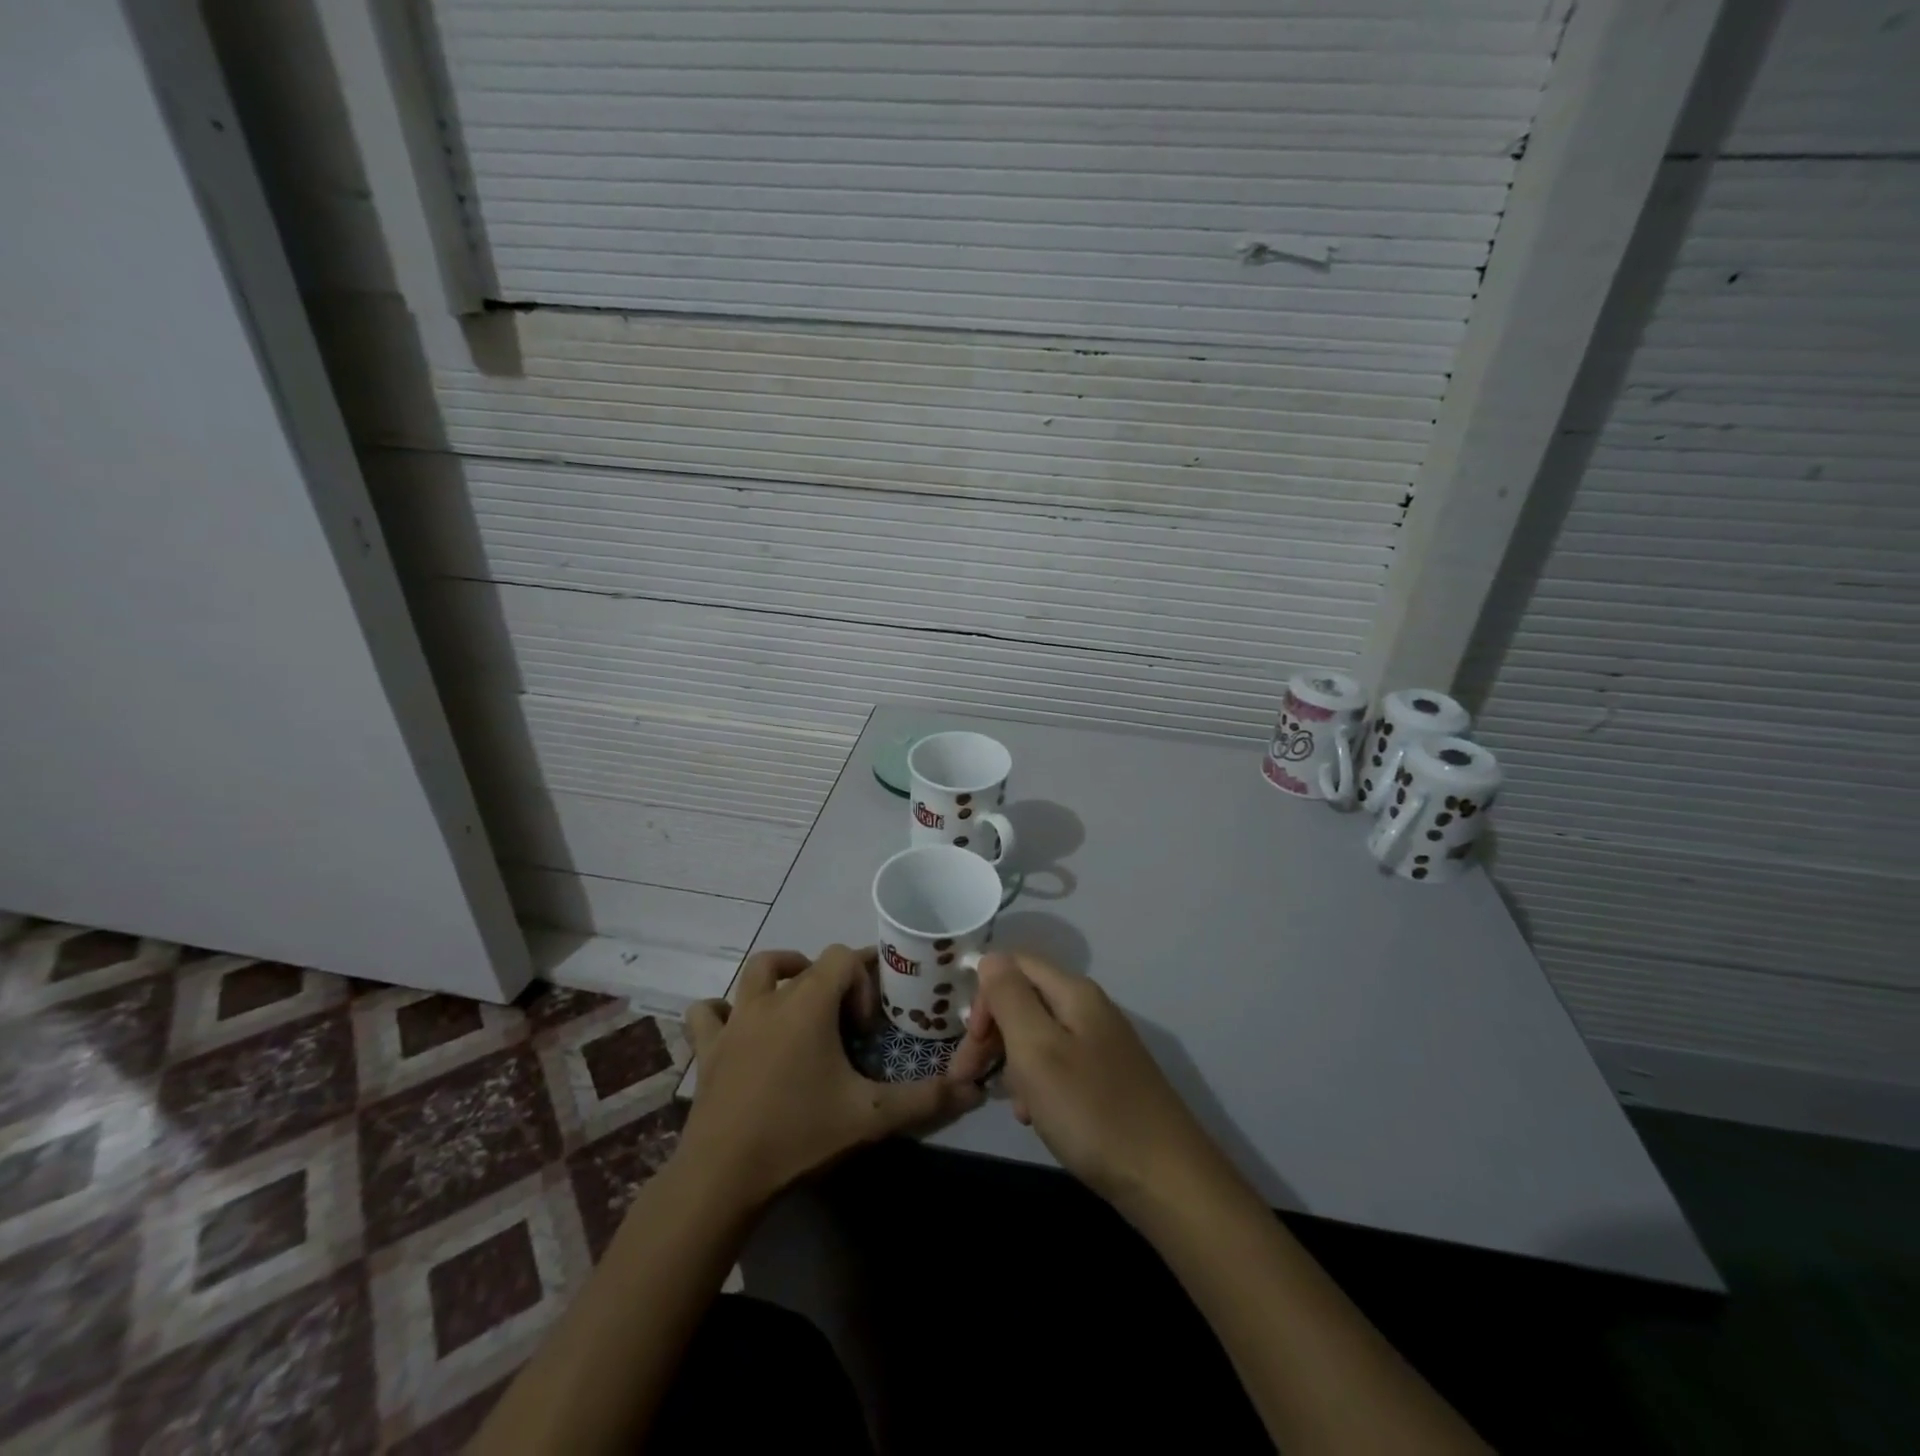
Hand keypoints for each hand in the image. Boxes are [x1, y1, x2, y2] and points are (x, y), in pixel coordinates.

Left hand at [677, 946, 983, 1208]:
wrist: (723, 1176)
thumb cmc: (800, 1134)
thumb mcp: (871, 1116)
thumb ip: (925, 1099)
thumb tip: (975, 1088)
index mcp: (809, 1003)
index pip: (842, 957)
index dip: (863, 982)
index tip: (867, 1028)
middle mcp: (770, 999)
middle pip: (806, 964)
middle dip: (831, 984)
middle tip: (844, 1025)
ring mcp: (734, 1021)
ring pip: (756, 972)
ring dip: (780, 977)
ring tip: (798, 1007)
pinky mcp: (708, 1048)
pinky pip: (708, 1013)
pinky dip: (723, 1012)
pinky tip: (738, 1031)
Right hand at [952, 952, 1228, 1211]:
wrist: (1167, 1180)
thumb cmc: (1091, 1111)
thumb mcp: (1037, 1049)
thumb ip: (1010, 997)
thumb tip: (991, 958)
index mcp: (1073, 992)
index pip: (1013, 965)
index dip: (984, 997)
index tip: (970, 1045)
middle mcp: (1089, 1009)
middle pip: (1025, 1000)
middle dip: (993, 1034)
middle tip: (968, 1078)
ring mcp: (1101, 1044)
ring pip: (1039, 1036)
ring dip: (1014, 1064)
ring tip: (1014, 1105)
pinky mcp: (1108, 1078)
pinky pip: (1059, 1066)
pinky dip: (1038, 1085)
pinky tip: (1037, 1118)